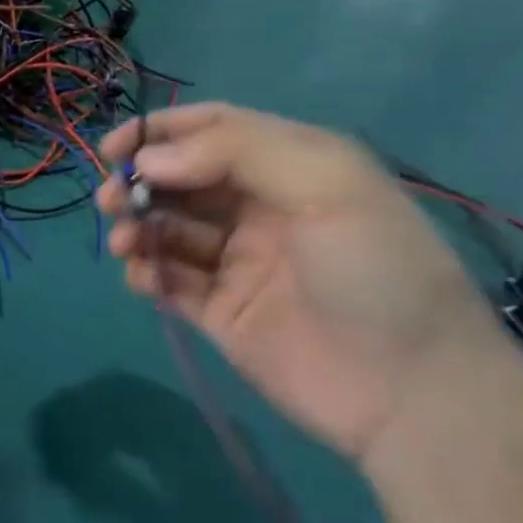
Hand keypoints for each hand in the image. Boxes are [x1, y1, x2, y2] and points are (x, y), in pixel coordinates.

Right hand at [97, 103, 511, 466]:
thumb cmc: (376, 270)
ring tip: (125, 243)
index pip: (213, 131)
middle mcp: (259, 208)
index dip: (160, 132)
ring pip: (168, 229)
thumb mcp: (326, 184)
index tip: (115, 149)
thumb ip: (236, 152)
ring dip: (137, 227)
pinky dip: (146, 273)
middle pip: (181, 179)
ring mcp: (238, 262)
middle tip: (112, 201)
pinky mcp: (220, 311)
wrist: (410, 391)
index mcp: (291, 167)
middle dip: (139, 182)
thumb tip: (150, 161)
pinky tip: (142, 278)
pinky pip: (170, 281)